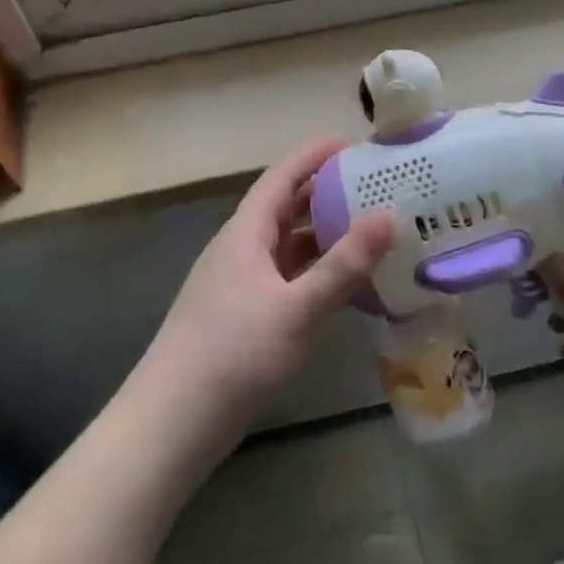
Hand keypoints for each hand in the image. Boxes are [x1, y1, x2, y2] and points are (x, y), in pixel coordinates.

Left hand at [140, 137, 393, 435]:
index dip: (315, 155)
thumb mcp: (298, 307)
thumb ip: (344, 264)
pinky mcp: (243, 313)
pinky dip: (314, 271)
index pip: (282, 176)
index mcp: (246, 232)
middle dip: (326, 193)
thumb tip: (388, 215)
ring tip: (369, 231)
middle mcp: (240, 248)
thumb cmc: (235, 352)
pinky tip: (342, 285)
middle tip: (374, 187)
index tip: (354, 143)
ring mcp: (240, 282)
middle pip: (285, 207)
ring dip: (323, 234)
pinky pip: (285, 276)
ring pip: (286, 245)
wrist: (175, 420)